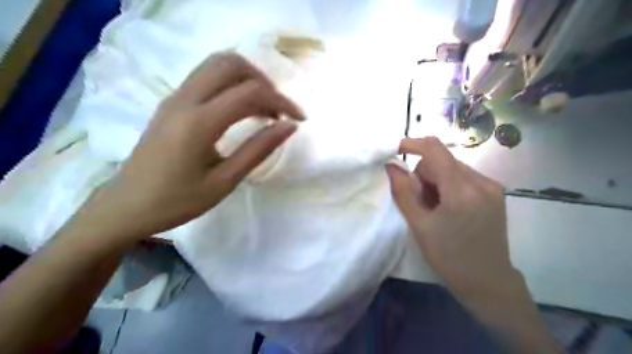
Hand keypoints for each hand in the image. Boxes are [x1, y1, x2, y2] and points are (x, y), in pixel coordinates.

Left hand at [80, 52, 302, 241]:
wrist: (126, 205)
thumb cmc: (177, 201)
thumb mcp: (225, 181)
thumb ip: (259, 150)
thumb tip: (289, 127)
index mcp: (198, 122)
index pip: (250, 92)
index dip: (281, 102)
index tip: (298, 119)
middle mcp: (185, 99)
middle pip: (231, 63)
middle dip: (263, 81)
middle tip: (278, 110)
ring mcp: (175, 97)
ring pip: (217, 65)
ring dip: (247, 79)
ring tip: (263, 109)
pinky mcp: (172, 102)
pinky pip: (206, 78)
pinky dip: (231, 85)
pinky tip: (241, 111)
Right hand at [389, 135, 558, 353]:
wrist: (488, 282)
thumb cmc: (449, 257)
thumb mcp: (419, 226)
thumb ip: (403, 192)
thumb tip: (391, 166)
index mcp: (462, 190)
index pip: (435, 150)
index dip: (413, 144)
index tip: (396, 150)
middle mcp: (482, 181)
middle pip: (442, 160)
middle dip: (424, 175)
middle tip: (421, 203)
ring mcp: (492, 186)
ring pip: (452, 168)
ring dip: (437, 181)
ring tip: (436, 209)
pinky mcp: (495, 192)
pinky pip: (463, 177)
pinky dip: (449, 185)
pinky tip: (450, 208)